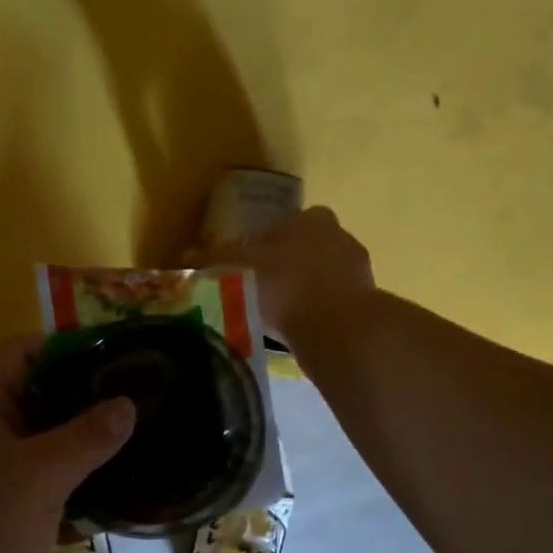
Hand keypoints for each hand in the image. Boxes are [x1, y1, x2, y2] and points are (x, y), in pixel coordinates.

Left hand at [0, 337, 134, 552]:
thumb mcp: (40, 476)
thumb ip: (88, 435)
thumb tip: (126, 404)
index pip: (22, 352)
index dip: (71, 349)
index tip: (121, 359)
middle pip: (32, 397)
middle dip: (84, 401)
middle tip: (140, 404)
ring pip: (36, 444)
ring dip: (79, 447)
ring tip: (135, 444)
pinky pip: (32, 482)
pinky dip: (65, 484)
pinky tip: (109, 494)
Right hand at [186, 206, 374, 340]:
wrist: (335, 326)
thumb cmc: (282, 285)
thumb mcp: (235, 269)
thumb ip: (212, 260)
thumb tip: (185, 256)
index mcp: (311, 220)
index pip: (290, 222)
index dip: (269, 241)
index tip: (253, 262)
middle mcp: (340, 238)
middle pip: (309, 248)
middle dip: (289, 265)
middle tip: (263, 289)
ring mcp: (358, 272)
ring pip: (325, 277)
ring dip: (306, 291)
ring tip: (279, 316)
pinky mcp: (366, 306)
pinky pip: (335, 305)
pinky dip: (319, 315)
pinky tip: (300, 332)